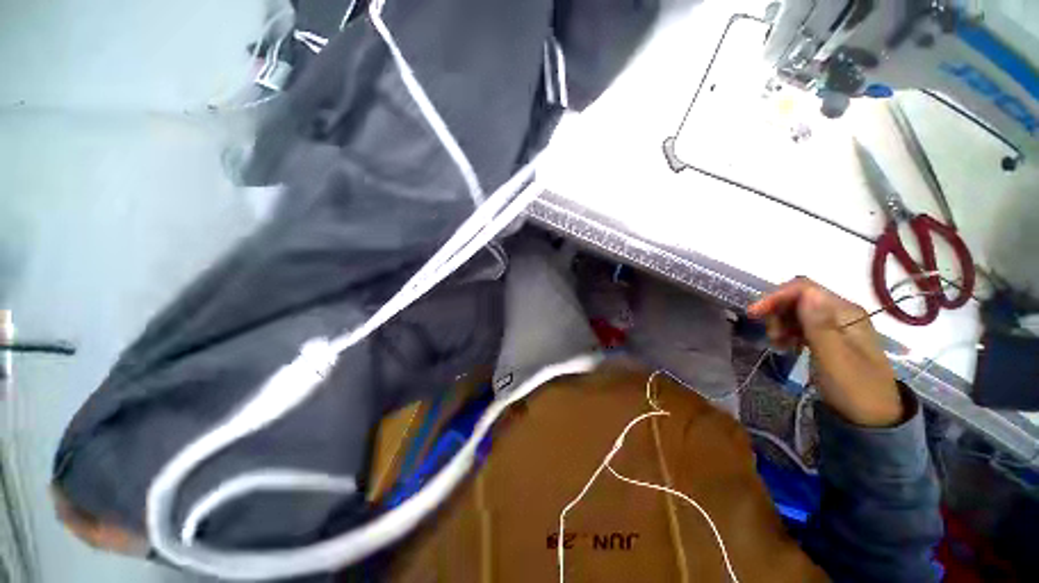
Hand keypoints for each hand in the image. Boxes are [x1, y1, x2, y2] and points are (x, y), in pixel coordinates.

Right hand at [748, 277, 902, 426]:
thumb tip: (806, 291)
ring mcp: (835, 325)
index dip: (776, 296)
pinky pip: (800, 325)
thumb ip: (819, 324)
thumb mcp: (834, 358)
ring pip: (796, 311)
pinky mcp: (828, 337)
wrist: (873, 418)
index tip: (754, 314)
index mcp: (846, 312)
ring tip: (777, 343)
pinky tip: (785, 346)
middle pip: (799, 298)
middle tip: (770, 335)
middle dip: (777, 311)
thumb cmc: (854, 388)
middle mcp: (841, 313)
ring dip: (780, 323)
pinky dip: (787, 332)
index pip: (805, 289)